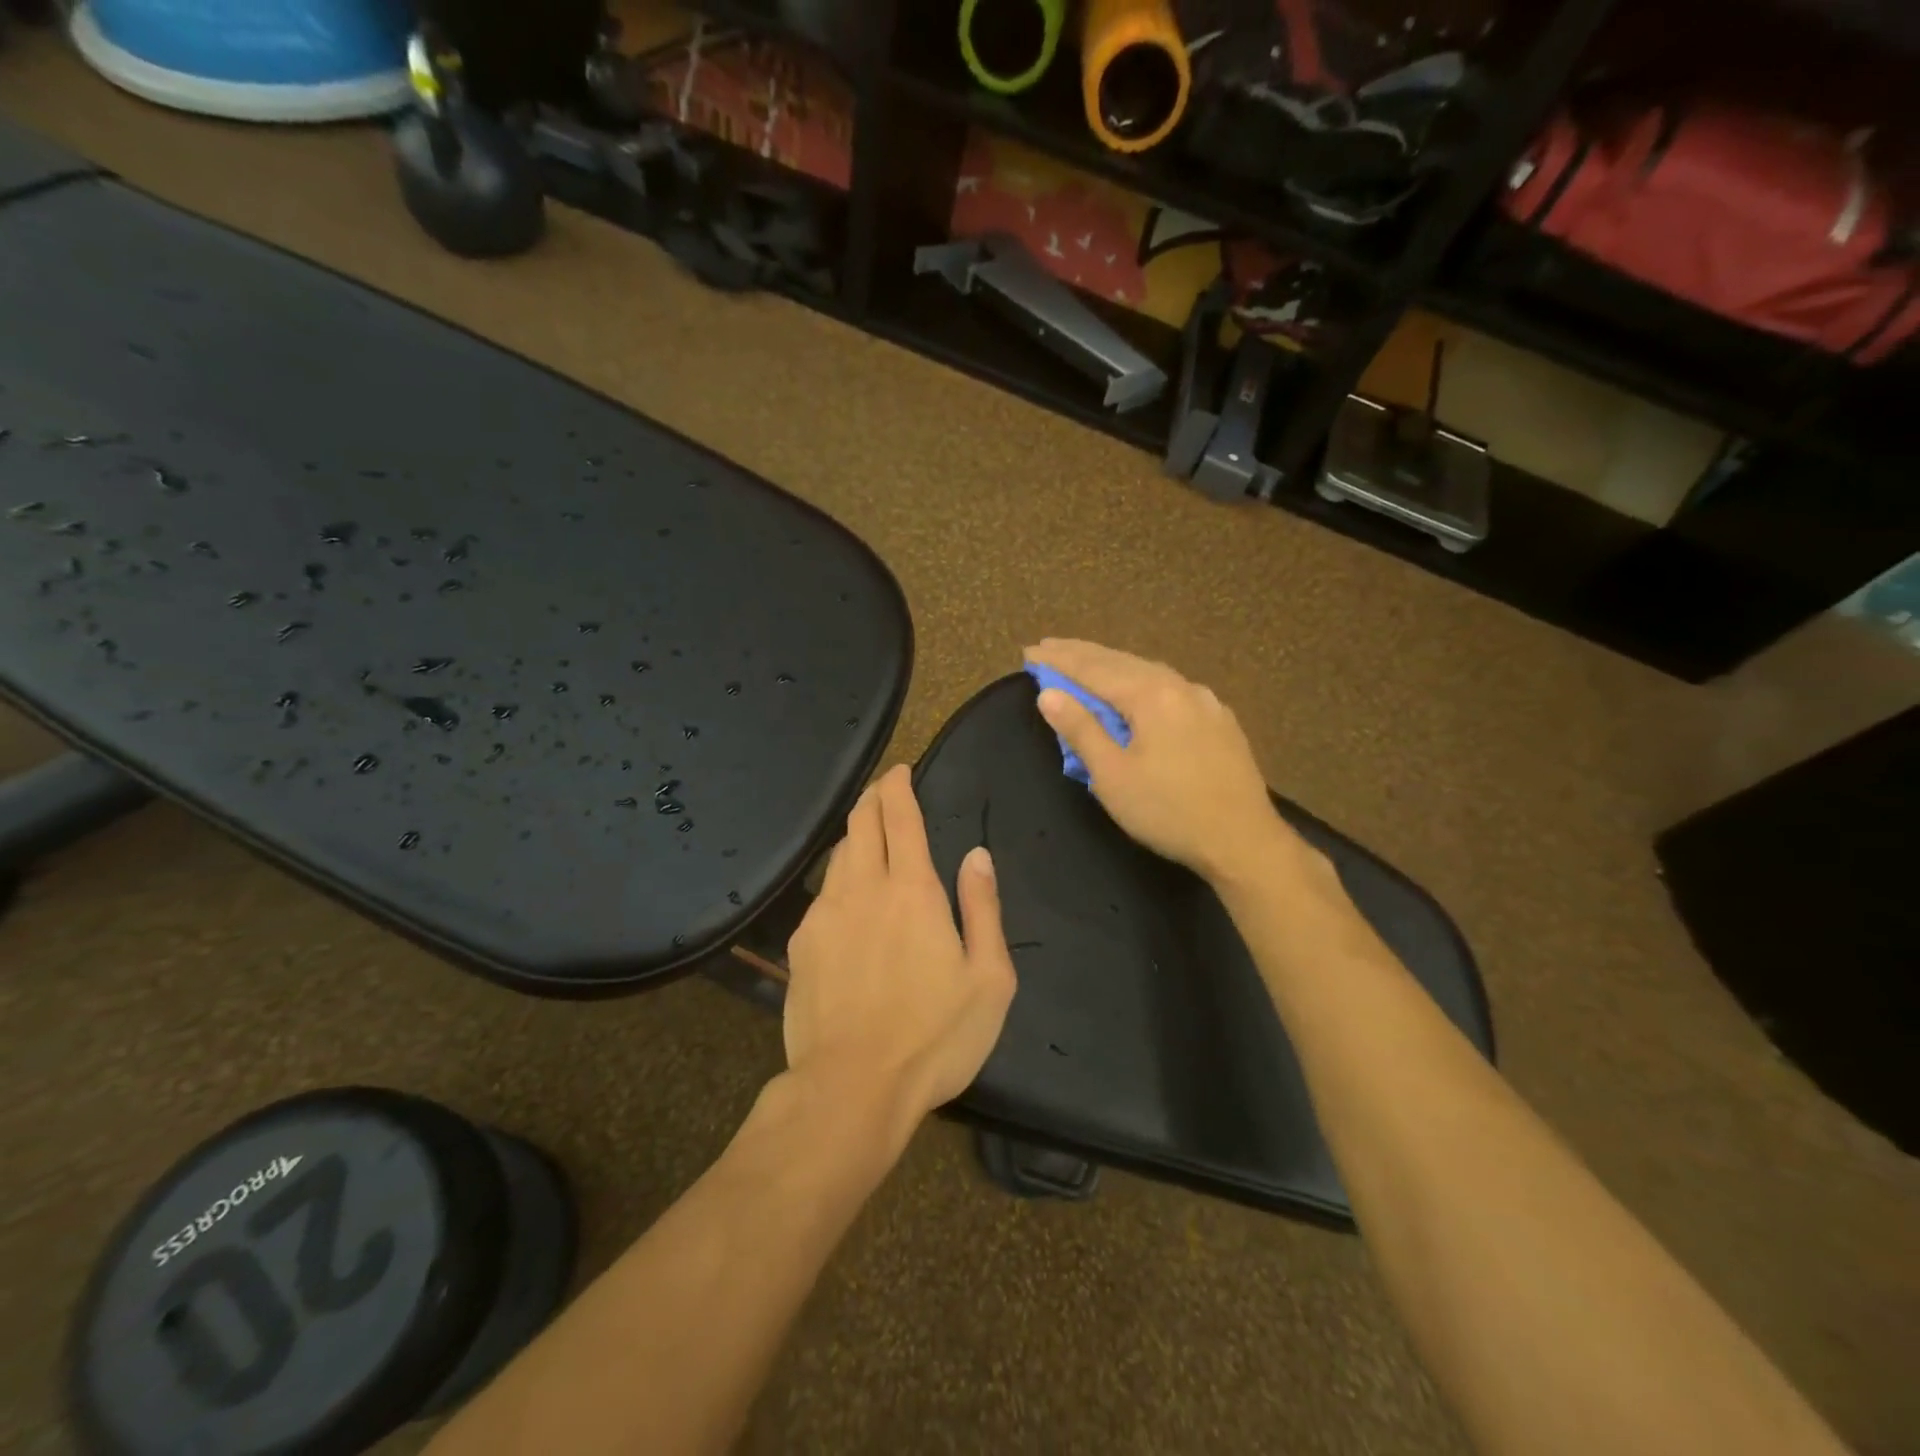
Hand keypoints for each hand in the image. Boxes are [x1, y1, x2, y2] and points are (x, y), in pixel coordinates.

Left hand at [783, 765, 1016, 1146]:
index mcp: (911, 889)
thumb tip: (977, 856)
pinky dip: (838, 878)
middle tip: (884, 792)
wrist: (851, 1089)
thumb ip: (983, 908)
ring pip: (837, 855)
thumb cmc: (935, 1037)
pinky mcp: (800, 946)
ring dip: (854, 836)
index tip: (900, 770)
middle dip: (872, 799)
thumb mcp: (989, 979)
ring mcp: (823, 915)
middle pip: (861, 824)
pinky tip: (846, 898)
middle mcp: (862, 888)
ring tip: (868, 836)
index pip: (900, 816)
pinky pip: (822, 894)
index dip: (898, 786)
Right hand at [1023, 638, 1299, 884]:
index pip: (1093, 669)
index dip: (1058, 660)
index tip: (1029, 652)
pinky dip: (1139, 681)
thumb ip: (1080, 730)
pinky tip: (1137, 687)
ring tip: (1085, 662)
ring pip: (1148, 672)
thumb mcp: (1112, 776)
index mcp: (1151, 695)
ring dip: (1111, 665)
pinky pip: (1169, 688)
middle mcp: (1180, 686)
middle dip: (1082, 654)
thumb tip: (1048, 693)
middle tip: (1049, 646)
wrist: (1244, 841)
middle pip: (1121, 662)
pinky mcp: (1219, 720)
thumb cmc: (1169, 811)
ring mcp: (1205, 701)